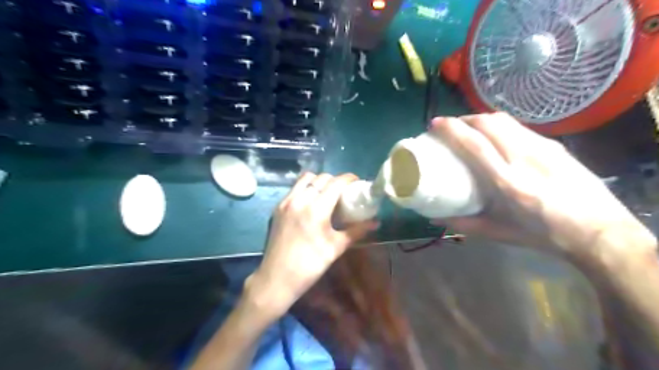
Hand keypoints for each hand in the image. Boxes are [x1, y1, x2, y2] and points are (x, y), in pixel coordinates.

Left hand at [244, 172, 377, 318]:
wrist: (276, 279)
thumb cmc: (310, 265)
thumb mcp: (336, 248)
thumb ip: (356, 231)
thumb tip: (375, 222)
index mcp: (316, 209)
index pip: (335, 183)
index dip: (349, 179)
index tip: (357, 182)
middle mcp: (300, 199)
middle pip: (321, 178)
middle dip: (335, 180)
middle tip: (344, 192)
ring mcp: (286, 202)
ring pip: (306, 179)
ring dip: (319, 181)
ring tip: (327, 194)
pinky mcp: (278, 207)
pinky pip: (295, 188)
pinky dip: (306, 188)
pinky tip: (311, 202)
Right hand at [430, 113, 655, 265]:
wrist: (600, 232)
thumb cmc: (544, 235)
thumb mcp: (499, 233)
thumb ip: (464, 224)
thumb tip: (435, 218)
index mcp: (508, 183)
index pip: (475, 145)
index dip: (452, 129)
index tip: (435, 124)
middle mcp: (525, 159)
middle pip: (490, 123)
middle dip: (465, 119)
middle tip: (450, 126)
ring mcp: (543, 149)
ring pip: (505, 121)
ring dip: (482, 119)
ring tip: (470, 128)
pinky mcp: (555, 146)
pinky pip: (519, 128)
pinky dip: (500, 126)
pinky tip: (496, 138)